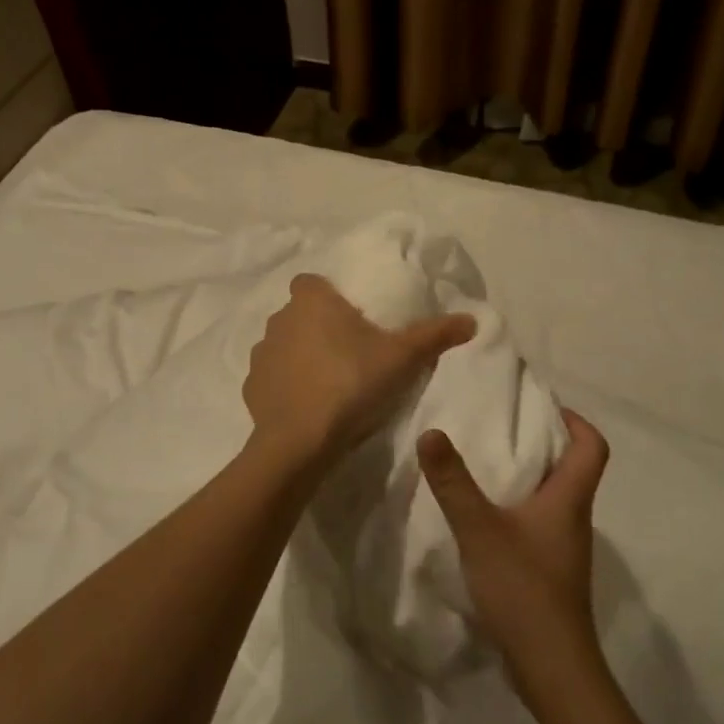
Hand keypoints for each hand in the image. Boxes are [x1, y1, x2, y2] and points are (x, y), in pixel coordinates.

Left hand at [244, 273, 475, 477]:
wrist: (301, 442)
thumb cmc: (351, 384)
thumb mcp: (402, 358)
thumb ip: (435, 335)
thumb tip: (472, 319)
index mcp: (311, 301)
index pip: (312, 281)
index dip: (329, 294)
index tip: (351, 315)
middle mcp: (279, 320)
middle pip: (300, 313)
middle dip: (319, 326)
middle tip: (350, 351)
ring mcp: (261, 355)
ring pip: (284, 345)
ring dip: (301, 356)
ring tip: (330, 381)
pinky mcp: (250, 388)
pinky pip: (272, 378)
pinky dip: (286, 387)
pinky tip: (308, 406)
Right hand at [419, 408, 608, 687]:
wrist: (552, 669)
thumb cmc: (524, 589)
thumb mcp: (480, 529)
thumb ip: (453, 482)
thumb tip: (432, 432)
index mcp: (570, 499)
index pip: (593, 446)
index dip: (576, 420)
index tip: (543, 407)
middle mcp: (575, 518)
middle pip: (574, 468)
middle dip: (545, 443)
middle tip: (504, 428)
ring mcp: (565, 549)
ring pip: (556, 498)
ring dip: (531, 477)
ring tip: (489, 465)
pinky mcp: (553, 572)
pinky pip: (541, 525)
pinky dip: (521, 509)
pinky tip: (488, 518)